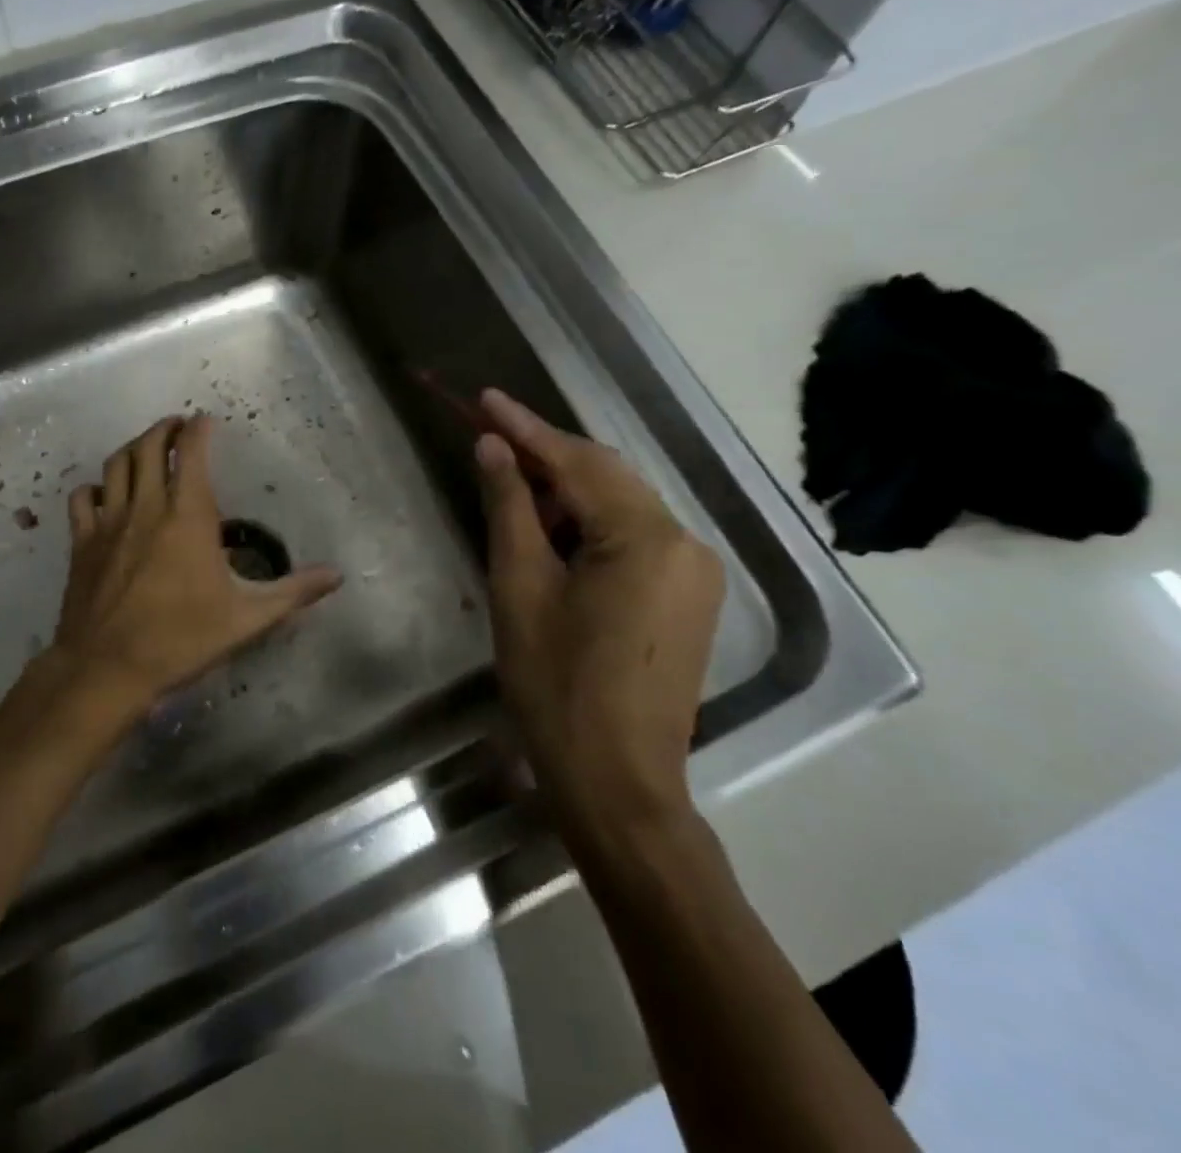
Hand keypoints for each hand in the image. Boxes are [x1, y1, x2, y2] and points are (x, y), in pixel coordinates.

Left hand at [43, 414, 342, 719]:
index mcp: (188, 515)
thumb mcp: (247, 618)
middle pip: (148, 446)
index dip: (198, 429)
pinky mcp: (82, 542)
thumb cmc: (181, 639)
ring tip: (146, 449)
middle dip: (164, 429)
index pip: (191, 452)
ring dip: (132, 448)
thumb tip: (337, 576)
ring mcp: (109, 521)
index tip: (205, 421)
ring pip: (115, 465)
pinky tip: (104, 493)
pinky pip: (82, 498)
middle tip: (177, 427)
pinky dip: (94, 487)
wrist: (108, 668)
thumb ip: (293, 592)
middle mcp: (146, 506)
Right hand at [473, 389, 723, 844]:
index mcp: (646, 538)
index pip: (577, 462)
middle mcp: (686, 543)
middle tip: (491, 439)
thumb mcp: (519, 587)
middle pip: (607, 477)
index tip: (485, 399)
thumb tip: (493, 447)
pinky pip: (634, 537)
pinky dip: (590, 524)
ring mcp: (695, 572)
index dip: (525, 428)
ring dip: (567, 491)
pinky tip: (553, 532)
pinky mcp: (689, 597)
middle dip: (547, 456)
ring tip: (513, 486)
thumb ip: (510, 507)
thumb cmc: (555, 684)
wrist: (616, 781)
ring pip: (621, 506)